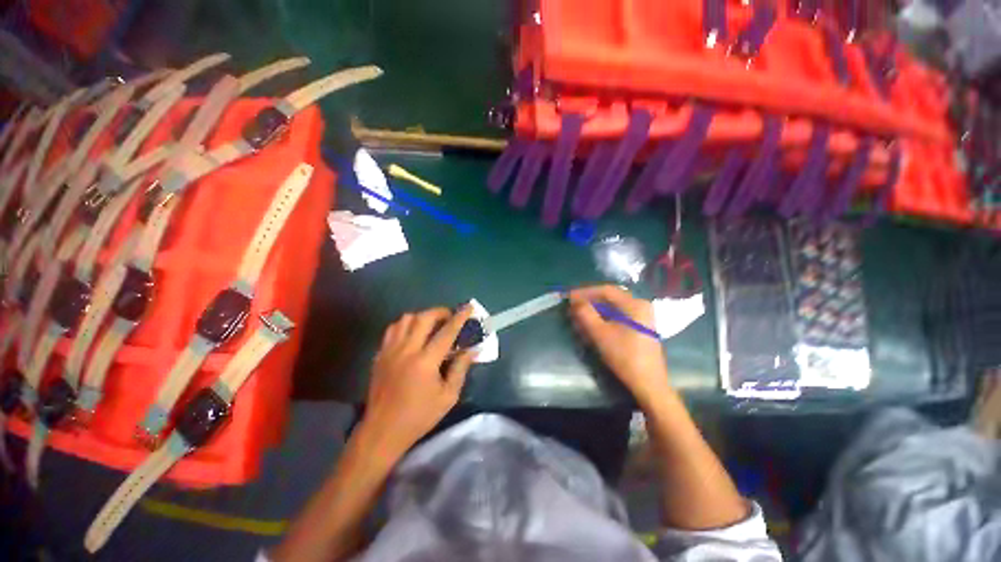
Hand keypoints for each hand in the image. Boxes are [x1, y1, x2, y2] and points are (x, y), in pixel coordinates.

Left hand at [362, 305, 474, 454]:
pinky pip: (392, 329)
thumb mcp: (448, 396)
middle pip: (423, 318)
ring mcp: (390, 350)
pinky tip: (412, 334)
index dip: (460, 317)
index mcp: (425, 362)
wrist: (383, 430)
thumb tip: (472, 349)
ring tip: (431, 324)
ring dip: (422, 316)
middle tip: (449, 317)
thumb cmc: (419, 416)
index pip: (447, 332)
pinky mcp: (380, 354)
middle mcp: (406, 350)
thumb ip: (461, 369)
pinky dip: (405, 325)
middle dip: (440, 312)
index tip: (469, 307)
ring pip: (405, 319)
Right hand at [569, 285, 670, 405]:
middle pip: (610, 297)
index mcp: (634, 304)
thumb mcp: (600, 334)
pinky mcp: (640, 327)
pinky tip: (592, 323)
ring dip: (595, 309)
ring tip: (579, 314)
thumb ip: (586, 314)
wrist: (648, 384)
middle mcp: (640, 306)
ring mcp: (642, 317)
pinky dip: (603, 317)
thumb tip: (574, 301)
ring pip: (613, 307)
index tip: (569, 297)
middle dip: (589, 300)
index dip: (585, 292)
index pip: (606, 290)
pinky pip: (618, 316)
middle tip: (572, 305)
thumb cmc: (625, 356)